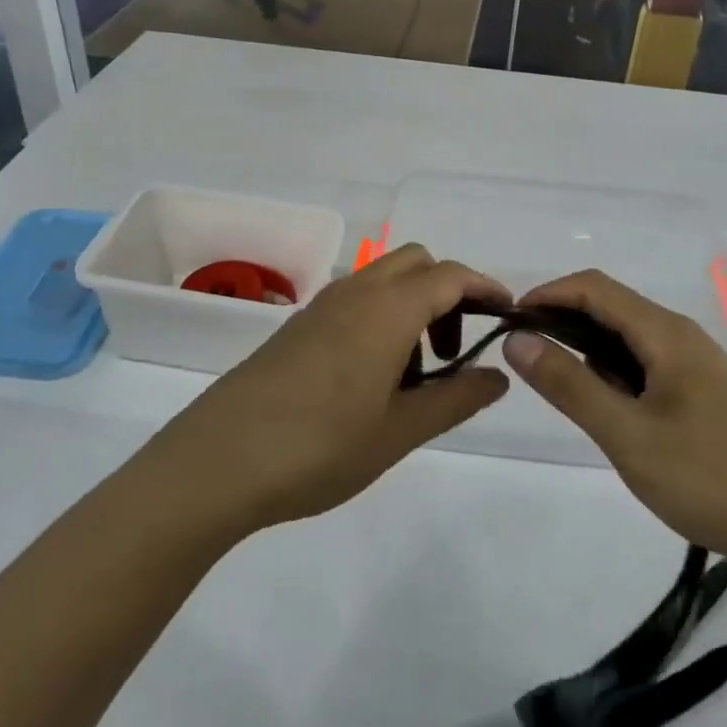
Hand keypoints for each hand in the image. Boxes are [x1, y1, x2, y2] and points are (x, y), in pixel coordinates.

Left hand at [154, 245, 511, 533]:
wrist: (218, 462)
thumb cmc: (320, 447)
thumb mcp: (400, 430)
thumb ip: (456, 398)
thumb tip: (498, 376)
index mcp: (387, 309)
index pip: (450, 275)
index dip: (485, 288)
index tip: (508, 315)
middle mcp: (355, 293)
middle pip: (416, 264)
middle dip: (448, 292)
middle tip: (456, 351)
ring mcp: (321, 306)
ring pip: (383, 279)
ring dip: (412, 305)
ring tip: (414, 375)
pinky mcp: (297, 326)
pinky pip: (354, 300)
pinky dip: (380, 317)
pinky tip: (371, 377)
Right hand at [502, 270, 726, 562]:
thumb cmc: (706, 477)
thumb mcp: (626, 434)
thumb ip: (569, 384)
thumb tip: (516, 340)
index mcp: (666, 333)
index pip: (594, 287)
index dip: (547, 295)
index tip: (508, 323)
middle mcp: (682, 335)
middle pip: (611, 306)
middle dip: (563, 321)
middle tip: (527, 359)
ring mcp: (697, 362)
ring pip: (629, 336)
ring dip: (589, 348)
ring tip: (563, 388)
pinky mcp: (704, 390)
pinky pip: (647, 361)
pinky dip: (615, 371)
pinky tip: (610, 408)